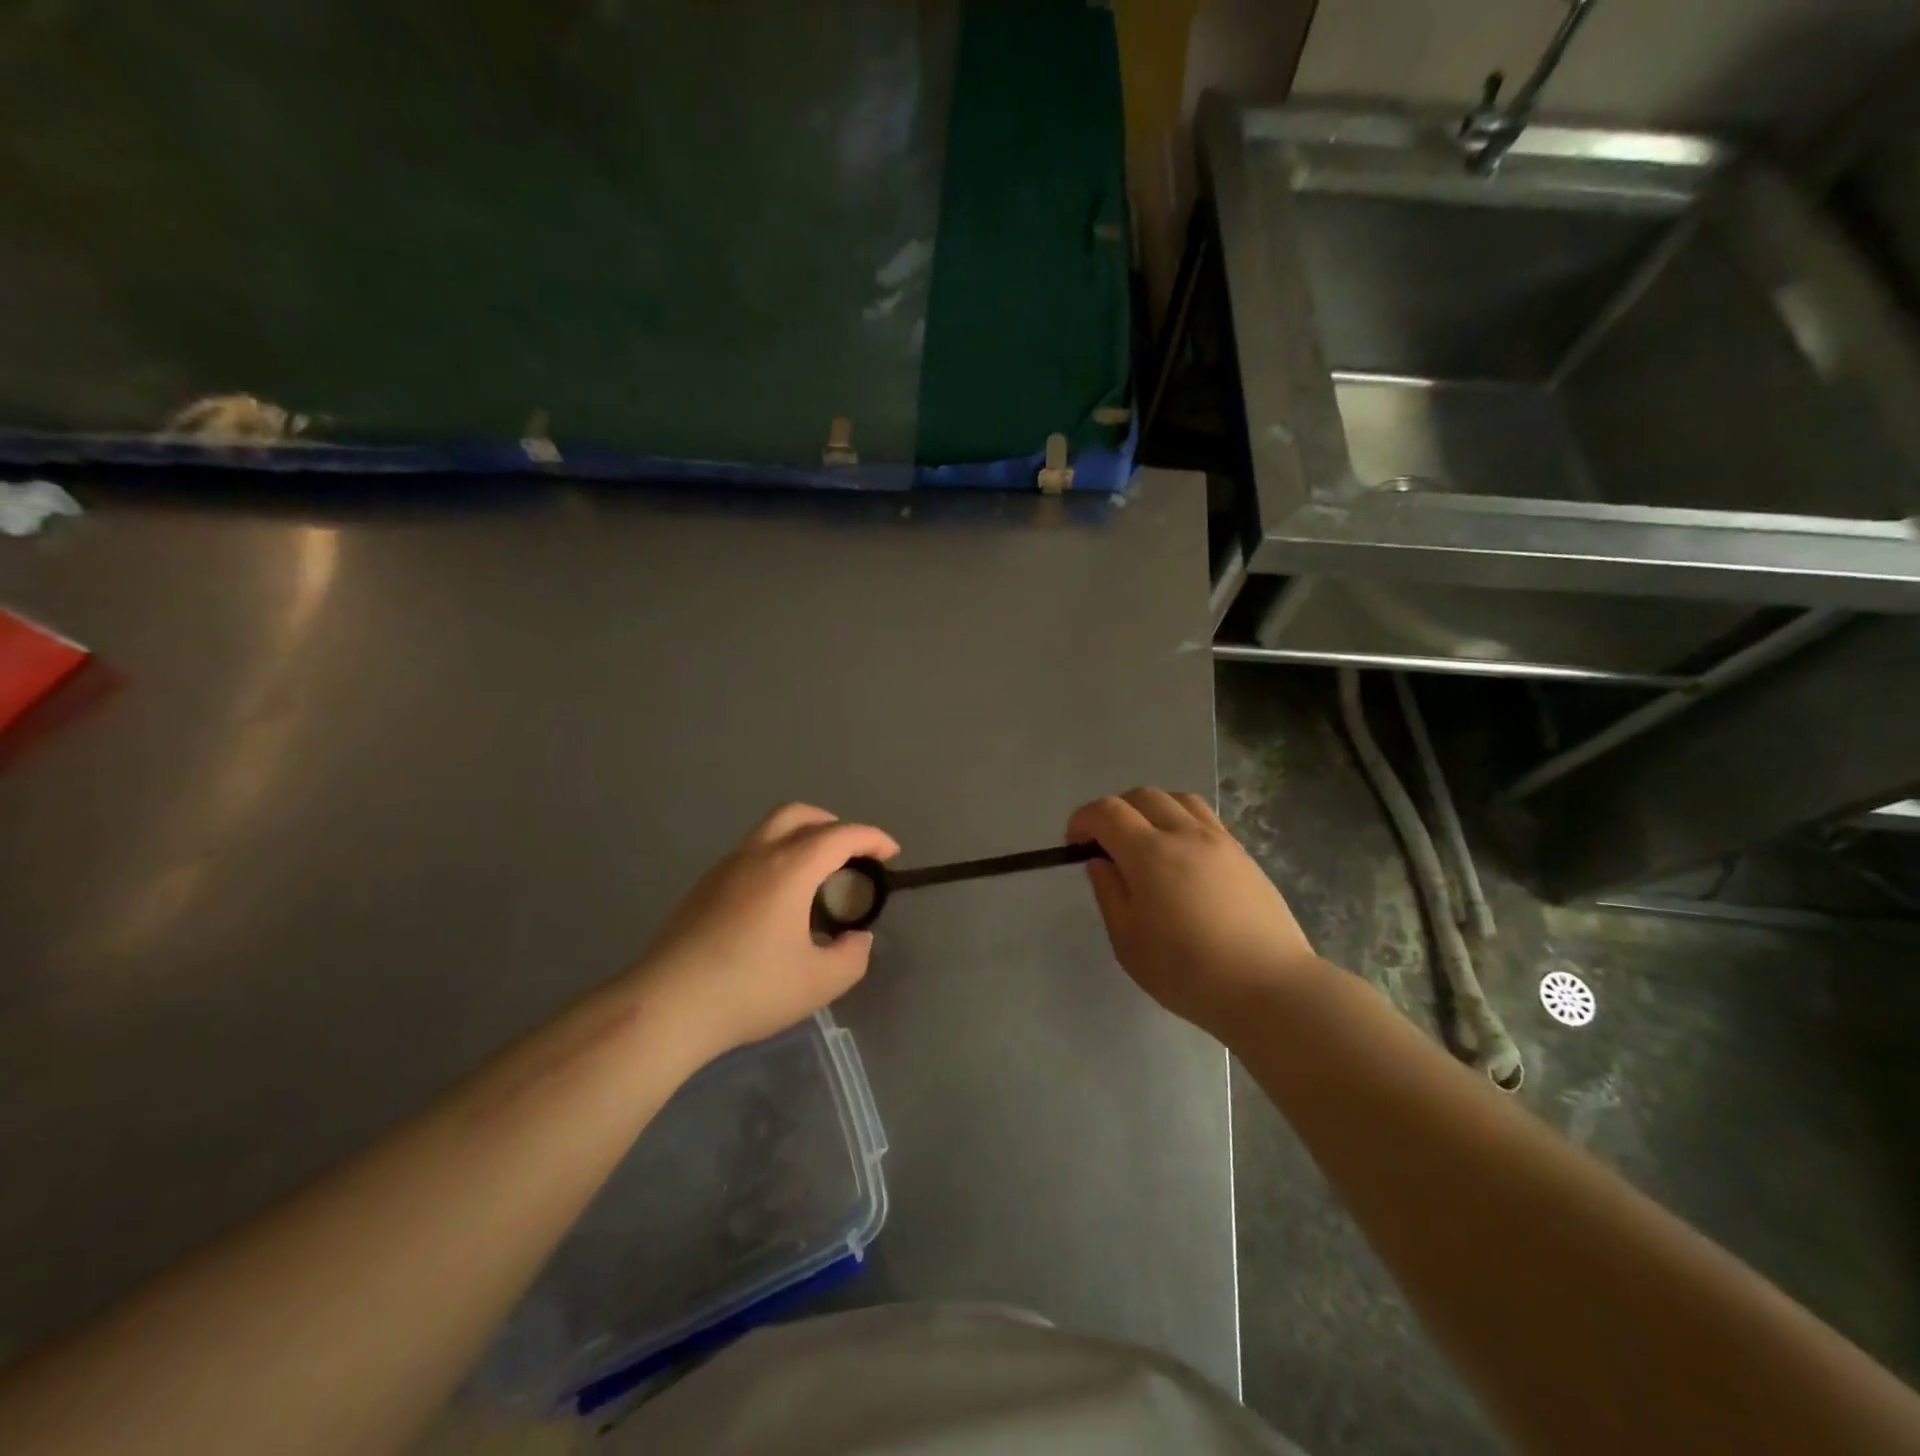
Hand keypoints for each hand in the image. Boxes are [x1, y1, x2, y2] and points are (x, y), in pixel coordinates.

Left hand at [632, 804, 898, 1063]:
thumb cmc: (751, 989)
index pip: (840, 835)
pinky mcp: (703, 888)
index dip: (872, 838)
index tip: (891, 854)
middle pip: (799, 814)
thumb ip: (852, 956)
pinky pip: (750, 854)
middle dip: (833, 824)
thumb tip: (856, 939)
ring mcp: (724, 868)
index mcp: (790, 868)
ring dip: (800, 839)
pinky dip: (776, 858)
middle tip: (851, 854)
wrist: (668, 1006)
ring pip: (769, 831)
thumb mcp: (820, 983)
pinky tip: (777, 901)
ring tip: (817, 877)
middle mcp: (757, 855)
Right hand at [1067, 788, 1322, 1039]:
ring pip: (1178, 800)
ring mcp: (1220, 841)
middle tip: (1106, 844)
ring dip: (1151, 810)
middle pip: (1142, 796)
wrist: (1270, 988)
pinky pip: (1205, 818)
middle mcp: (1185, 834)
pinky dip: (1181, 821)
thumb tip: (1100, 862)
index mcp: (1150, 854)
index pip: (1108, 812)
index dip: (1083, 820)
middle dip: (1115, 811)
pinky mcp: (1243, 855)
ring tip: (1145, 842)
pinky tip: (1181, 857)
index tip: (1074, 844)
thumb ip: (1109, 893)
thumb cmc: (1188, 972)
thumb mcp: (1129, 942)